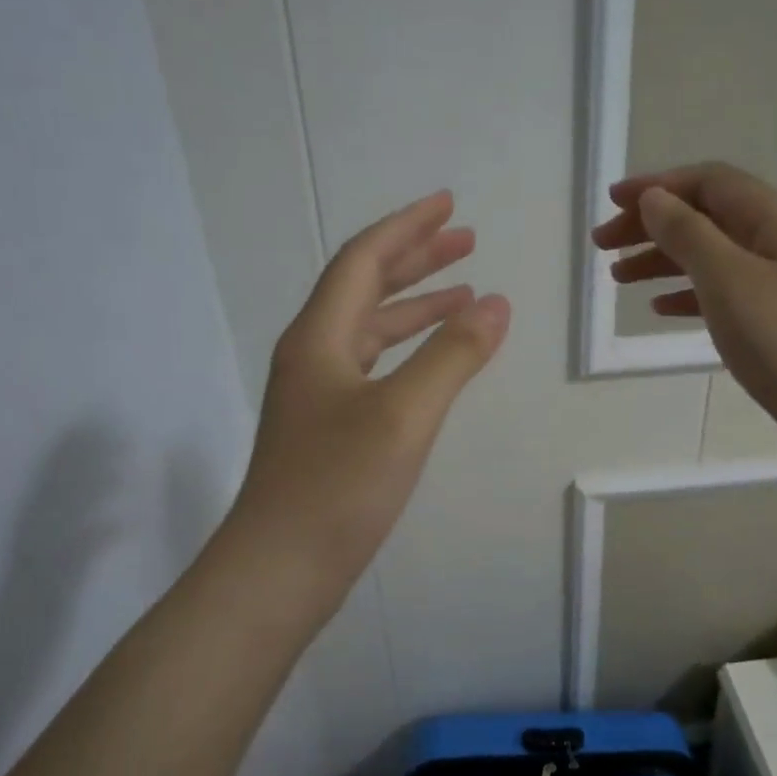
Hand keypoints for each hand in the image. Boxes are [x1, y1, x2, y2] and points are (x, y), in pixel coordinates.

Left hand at [233, 190, 509, 592]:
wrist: (280, 570)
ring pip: (372, 330)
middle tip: (466, 242)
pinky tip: (435, 362)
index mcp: (320, 337)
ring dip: (417, 307)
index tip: (449, 205)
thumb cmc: (337, 486)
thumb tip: (496, 303)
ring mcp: (319, 395)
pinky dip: (409, 351)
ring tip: (466, 295)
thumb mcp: (404, 414)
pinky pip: (375, 368)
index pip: (364, 261)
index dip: (407, 228)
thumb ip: (452, 356)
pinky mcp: (330, 429)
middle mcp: (314, 355)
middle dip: (416, 260)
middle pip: (366, 288)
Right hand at [592, 162, 776, 434]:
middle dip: (652, 225)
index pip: (708, 182)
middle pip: (706, 217)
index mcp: (773, 219)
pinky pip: (721, 292)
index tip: (611, 203)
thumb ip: (687, 234)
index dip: (658, 186)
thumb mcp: (727, 278)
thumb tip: (654, 199)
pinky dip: (686, 293)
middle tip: (603, 245)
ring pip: (709, 256)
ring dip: (662, 259)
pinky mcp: (773, 319)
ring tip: (619, 277)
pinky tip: (659, 308)